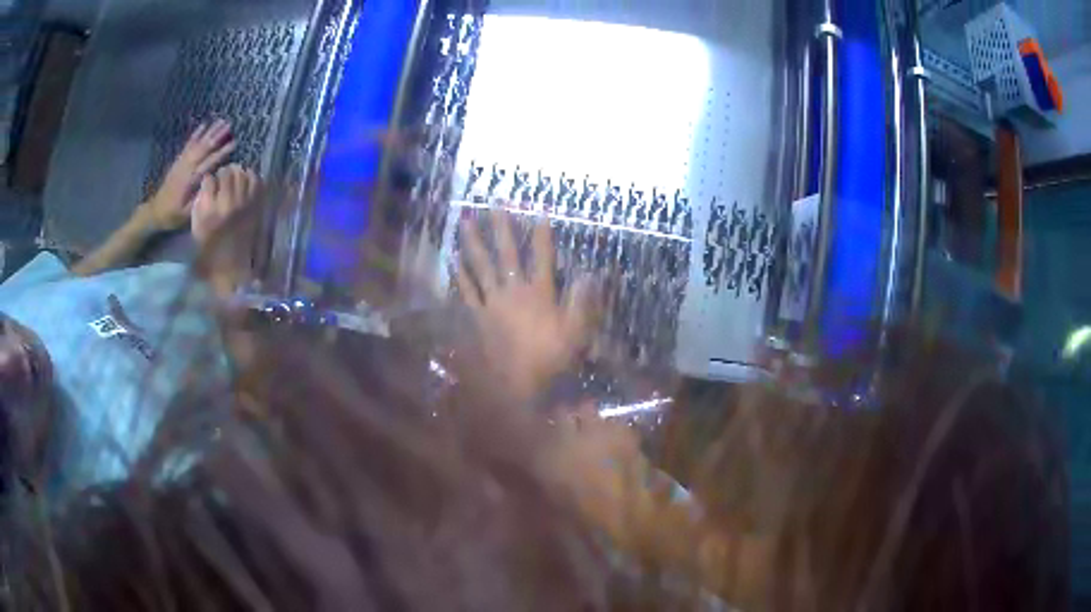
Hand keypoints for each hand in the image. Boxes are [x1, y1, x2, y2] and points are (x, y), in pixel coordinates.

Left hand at [143, 120, 235, 231]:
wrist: (156, 211)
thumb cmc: (174, 215)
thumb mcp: (188, 214)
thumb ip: (200, 197)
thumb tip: (214, 182)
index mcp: (189, 182)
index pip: (208, 163)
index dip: (221, 153)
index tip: (234, 143)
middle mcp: (185, 168)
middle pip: (202, 149)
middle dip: (216, 136)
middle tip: (230, 125)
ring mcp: (181, 163)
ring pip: (197, 144)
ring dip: (209, 132)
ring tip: (221, 121)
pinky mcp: (178, 161)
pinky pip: (188, 144)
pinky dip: (196, 134)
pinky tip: (203, 125)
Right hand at [191, 164, 260, 246]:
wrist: (230, 267)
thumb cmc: (208, 248)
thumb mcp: (196, 226)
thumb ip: (200, 202)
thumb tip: (207, 182)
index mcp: (209, 210)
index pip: (209, 180)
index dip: (209, 179)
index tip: (209, 182)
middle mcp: (227, 204)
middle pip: (227, 173)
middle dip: (223, 172)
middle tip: (222, 177)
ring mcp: (243, 204)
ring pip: (242, 174)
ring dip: (237, 172)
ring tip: (234, 177)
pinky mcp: (255, 207)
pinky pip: (256, 182)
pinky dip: (251, 177)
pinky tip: (246, 180)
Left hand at [456, 213, 594, 401]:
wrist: (515, 382)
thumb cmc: (548, 357)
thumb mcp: (575, 332)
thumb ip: (581, 301)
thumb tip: (588, 273)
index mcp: (539, 292)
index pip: (543, 257)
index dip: (542, 234)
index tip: (540, 211)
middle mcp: (513, 290)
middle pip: (507, 253)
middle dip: (502, 227)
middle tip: (494, 203)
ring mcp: (492, 302)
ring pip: (481, 266)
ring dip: (473, 242)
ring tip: (464, 221)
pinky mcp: (478, 315)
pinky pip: (467, 291)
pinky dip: (460, 275)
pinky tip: (453, 259)